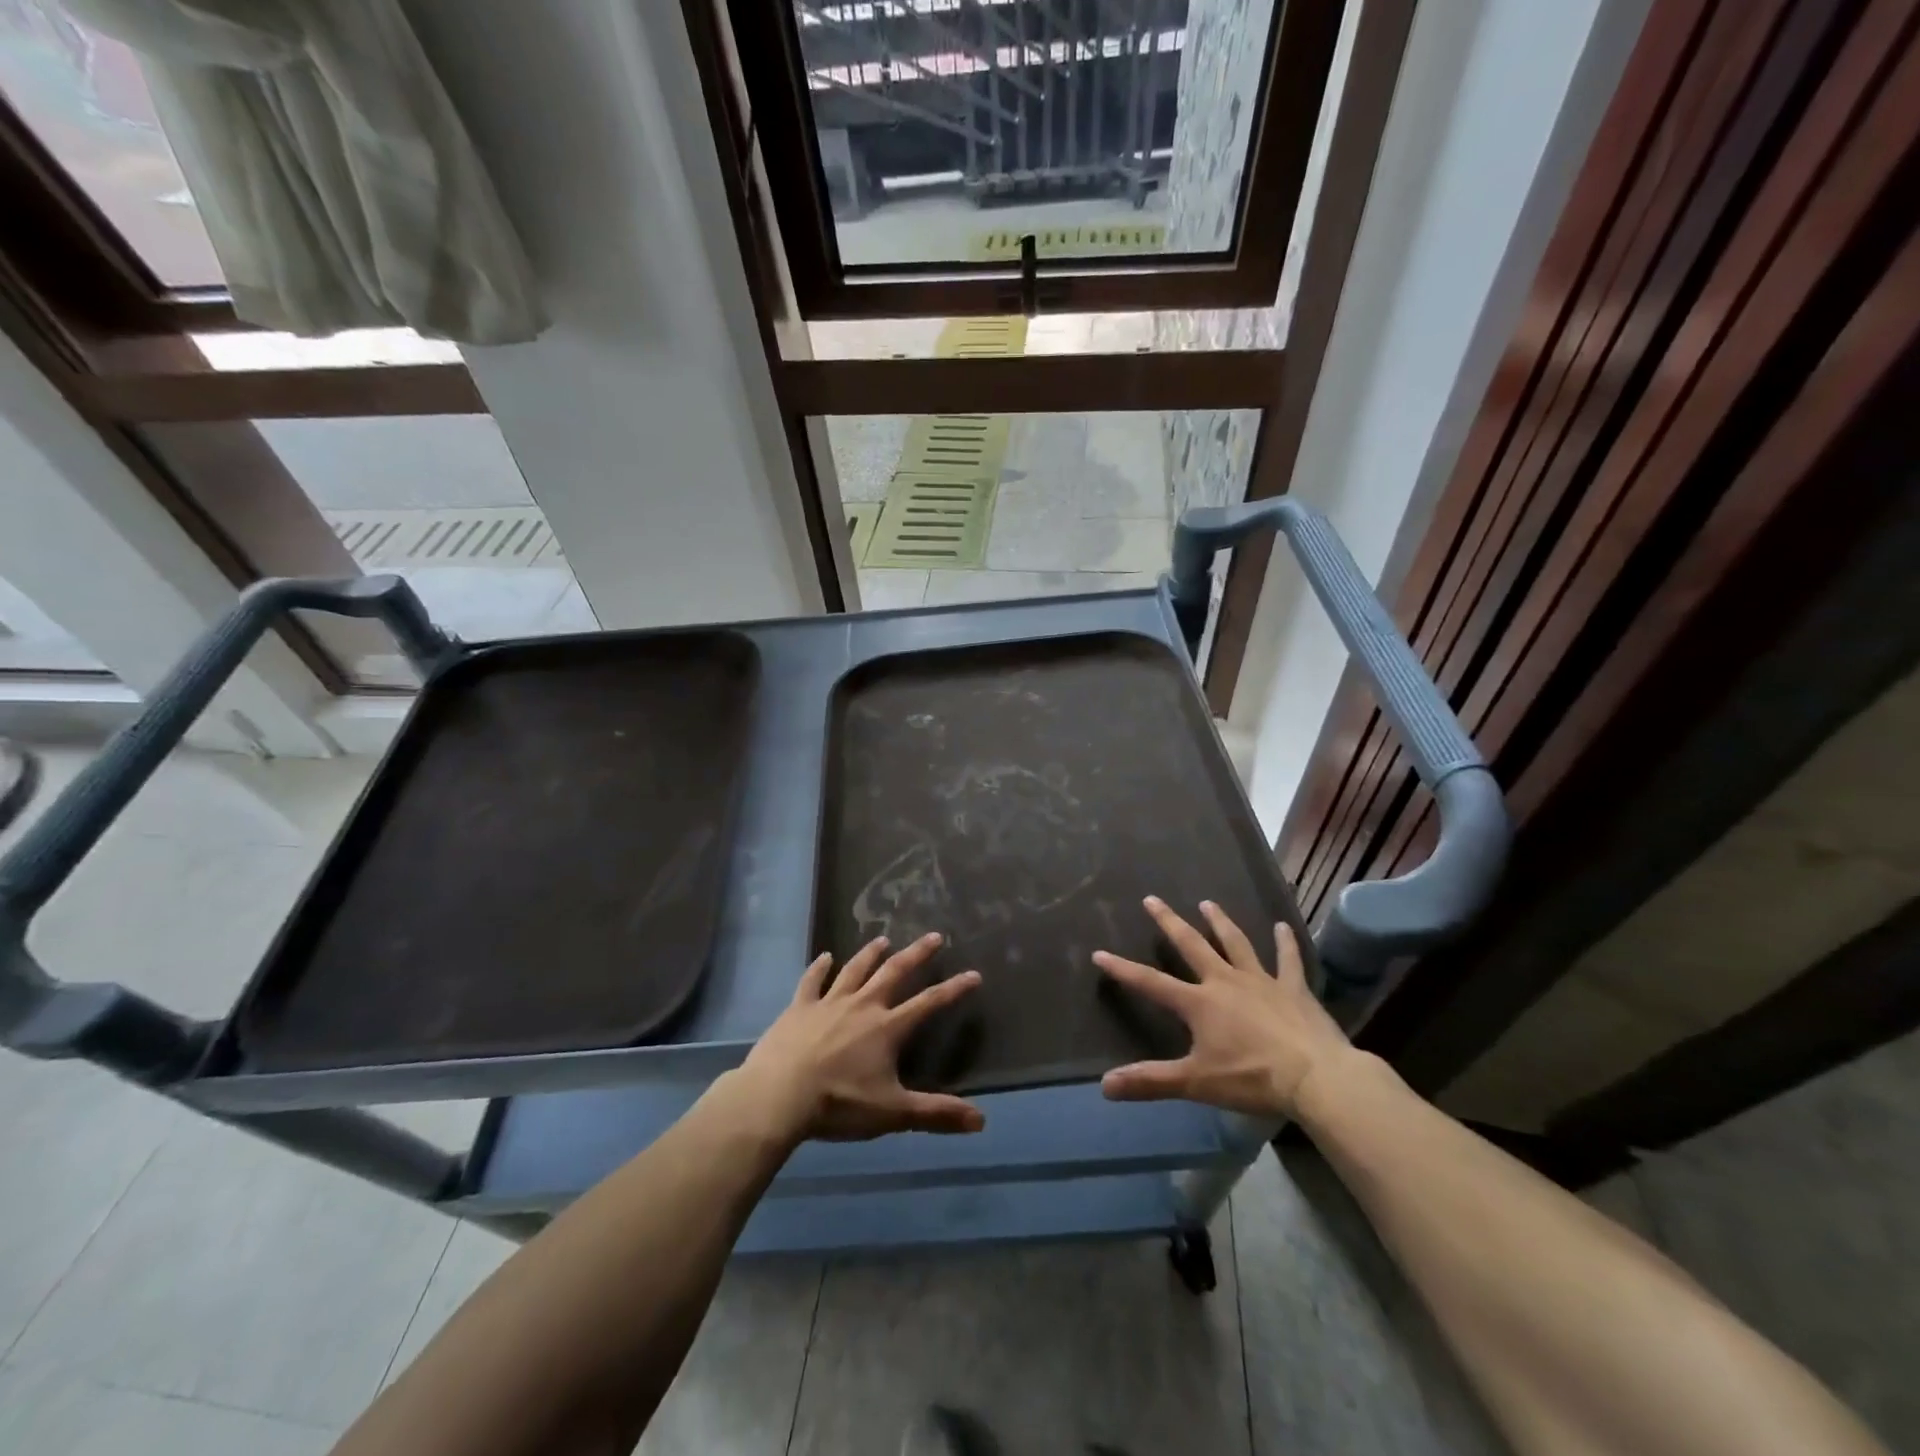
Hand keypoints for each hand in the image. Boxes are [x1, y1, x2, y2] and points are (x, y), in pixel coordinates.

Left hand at [736, 933, 985, 1143]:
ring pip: (855, 970)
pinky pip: (812, 981)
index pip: (929, 1003)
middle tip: (934, 936)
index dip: (954, 989)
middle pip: (894, 972)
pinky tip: (825, 956)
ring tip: (883, 940)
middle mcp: (863, 1005)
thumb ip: (936, 1114)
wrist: (778, 1096)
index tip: (974, 974)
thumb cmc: (838, 1104)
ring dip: (871, 954)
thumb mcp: (892, 1113)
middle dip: (917, 954)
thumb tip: (981, 1121)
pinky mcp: (799, 1007)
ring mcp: (829, 1003)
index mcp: (887, 1028)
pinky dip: (819, 967)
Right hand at [1094, 896, 1352, 1119]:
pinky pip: (1289, 960)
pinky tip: (1283, 927)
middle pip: (1192, 945)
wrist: (1317, 1077)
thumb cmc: (1252, 1078)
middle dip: (1169, 922)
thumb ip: (1150, 1081)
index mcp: (1199, 1003)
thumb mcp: (1196, 1083)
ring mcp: (1262, 981)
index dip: (1123, 970)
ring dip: (1220, 923)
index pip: (1151, 983)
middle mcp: (1225, 981)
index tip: (1100, 953)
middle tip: (1152, 899)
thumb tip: (1105, 1085)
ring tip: (1208, 903)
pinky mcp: (1294, 989)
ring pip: (1236, 944)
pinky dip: (1285, 943)